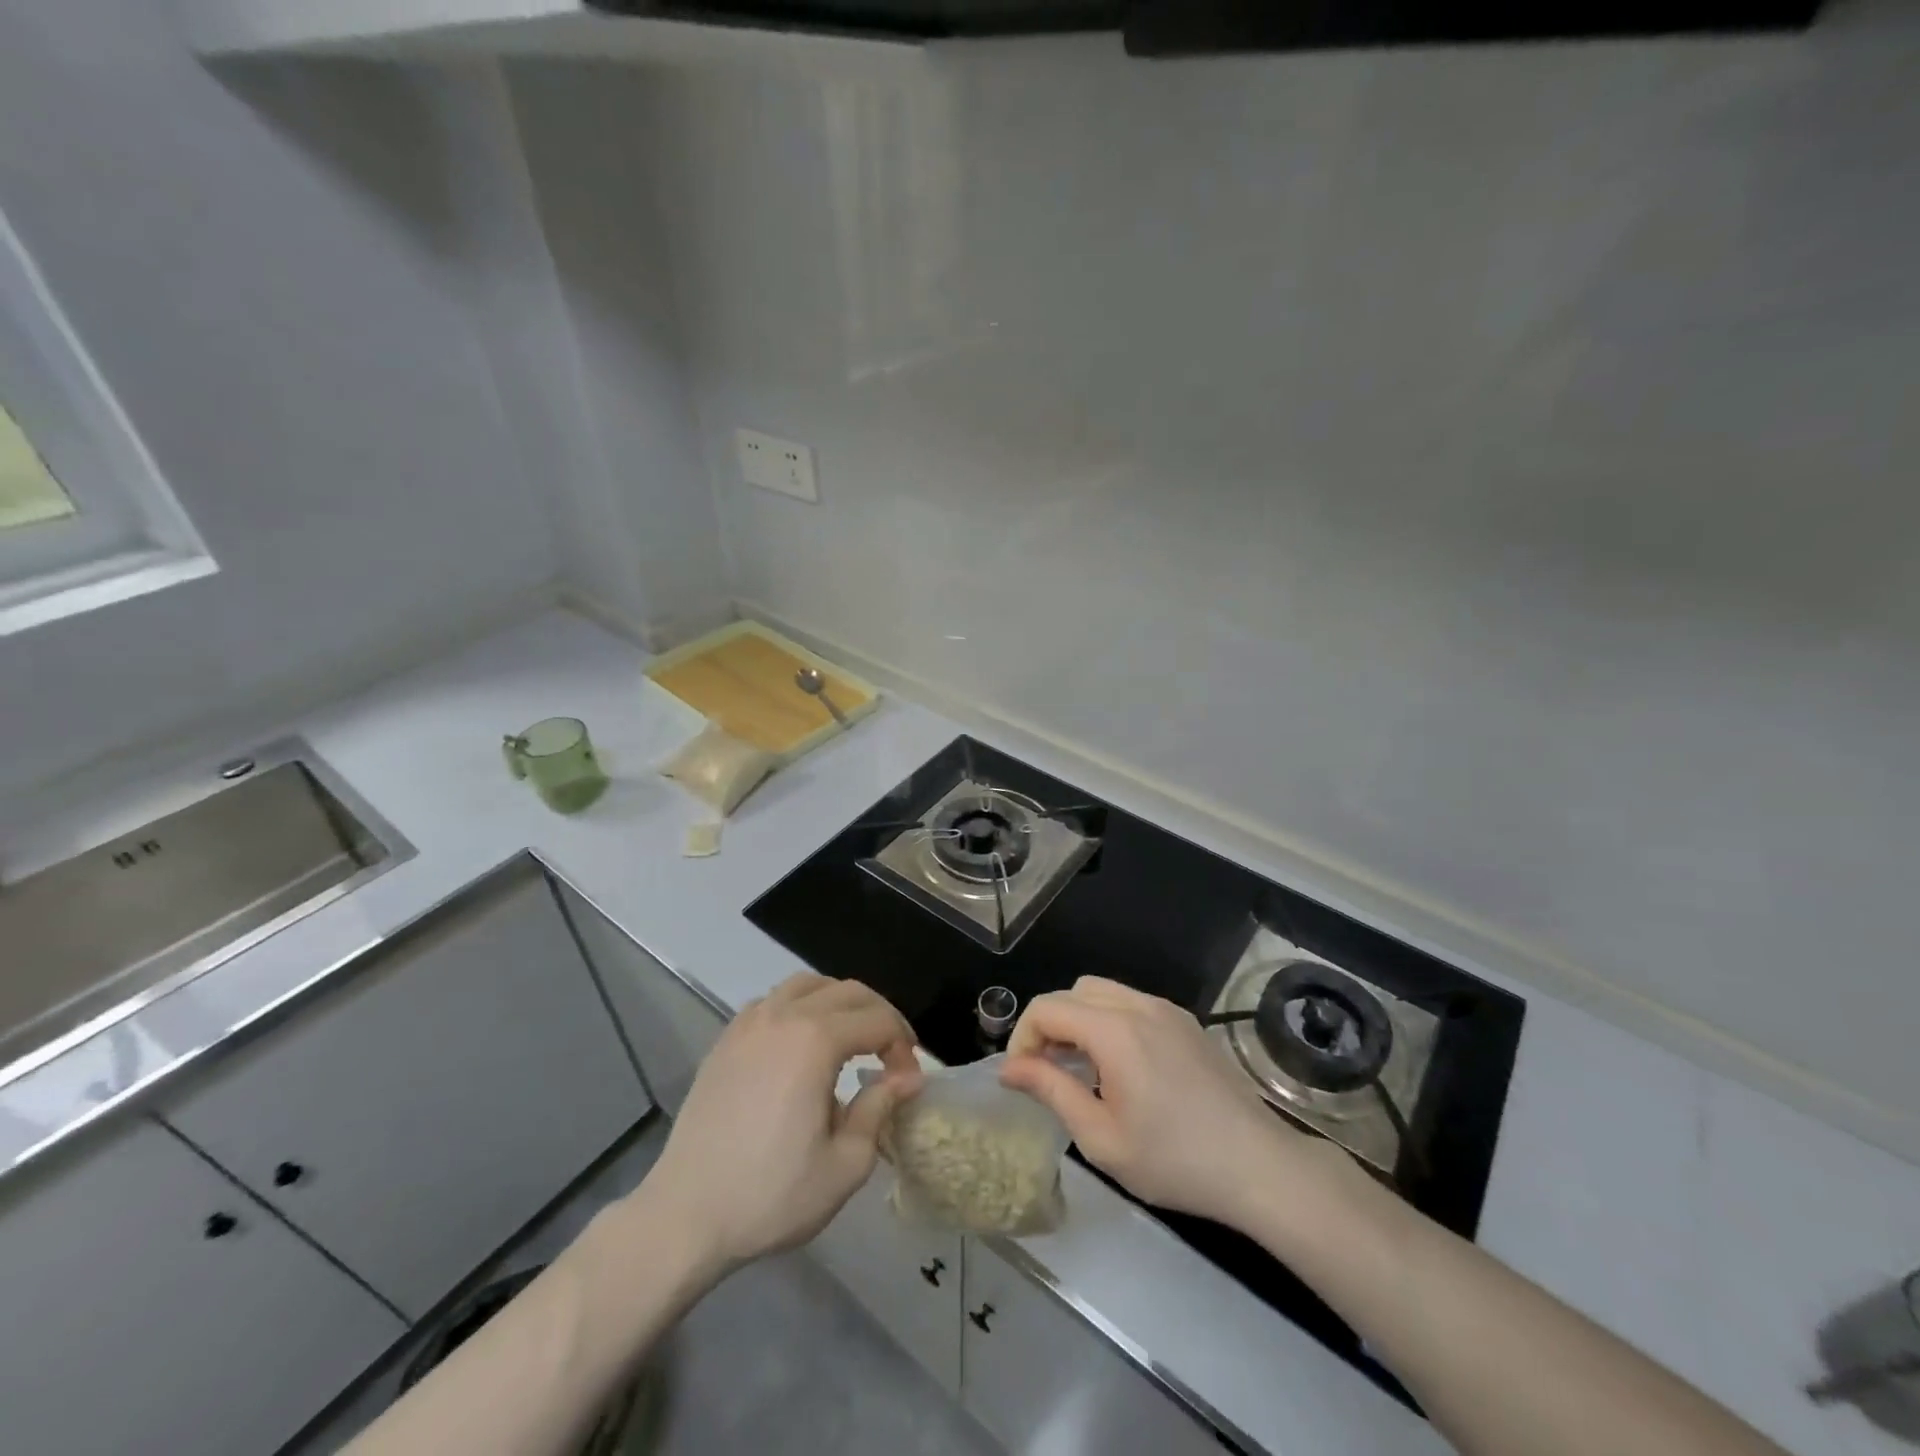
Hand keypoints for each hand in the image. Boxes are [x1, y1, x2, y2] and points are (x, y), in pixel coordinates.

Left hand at [641, 974, 921, 1271]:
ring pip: (808, 985)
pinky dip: (800, 1008)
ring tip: (850, 1040)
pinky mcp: (726, 1039)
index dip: (903, 1046)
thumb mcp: (845, 1164)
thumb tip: (908, 1077)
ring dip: (840, 1003)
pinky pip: (773, 1001)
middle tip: (891, 1056)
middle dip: (879, 1016)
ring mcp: (749, 1022)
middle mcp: (784, 1015)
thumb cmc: (771, 1195)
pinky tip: (801, 1044)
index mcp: (816, 1040)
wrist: (686, 1216)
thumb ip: (880, 1108)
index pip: (878, 1021)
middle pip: (849, 991)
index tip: (907, 1081)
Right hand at [1000, 976, 1302, 1225]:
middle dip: (1050, 1024)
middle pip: (1073, 991)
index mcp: (1114, 1030)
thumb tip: (1009, 1068)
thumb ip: (1051, 1090)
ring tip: (1082, 1069)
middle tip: (1049, 1071)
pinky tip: (1122, 1067)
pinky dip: (1110, 1021)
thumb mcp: (1101, 1137)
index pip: (1047, 1008)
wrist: (1259, 1166)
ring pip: (1103, 992)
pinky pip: (1133, 1004)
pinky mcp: (1186, 1022)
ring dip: (1080, 1020)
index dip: (1023, 1038)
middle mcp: (1139, 1005)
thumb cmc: (1175, 1160)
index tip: (1022, 1077)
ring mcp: (1167, 1010)